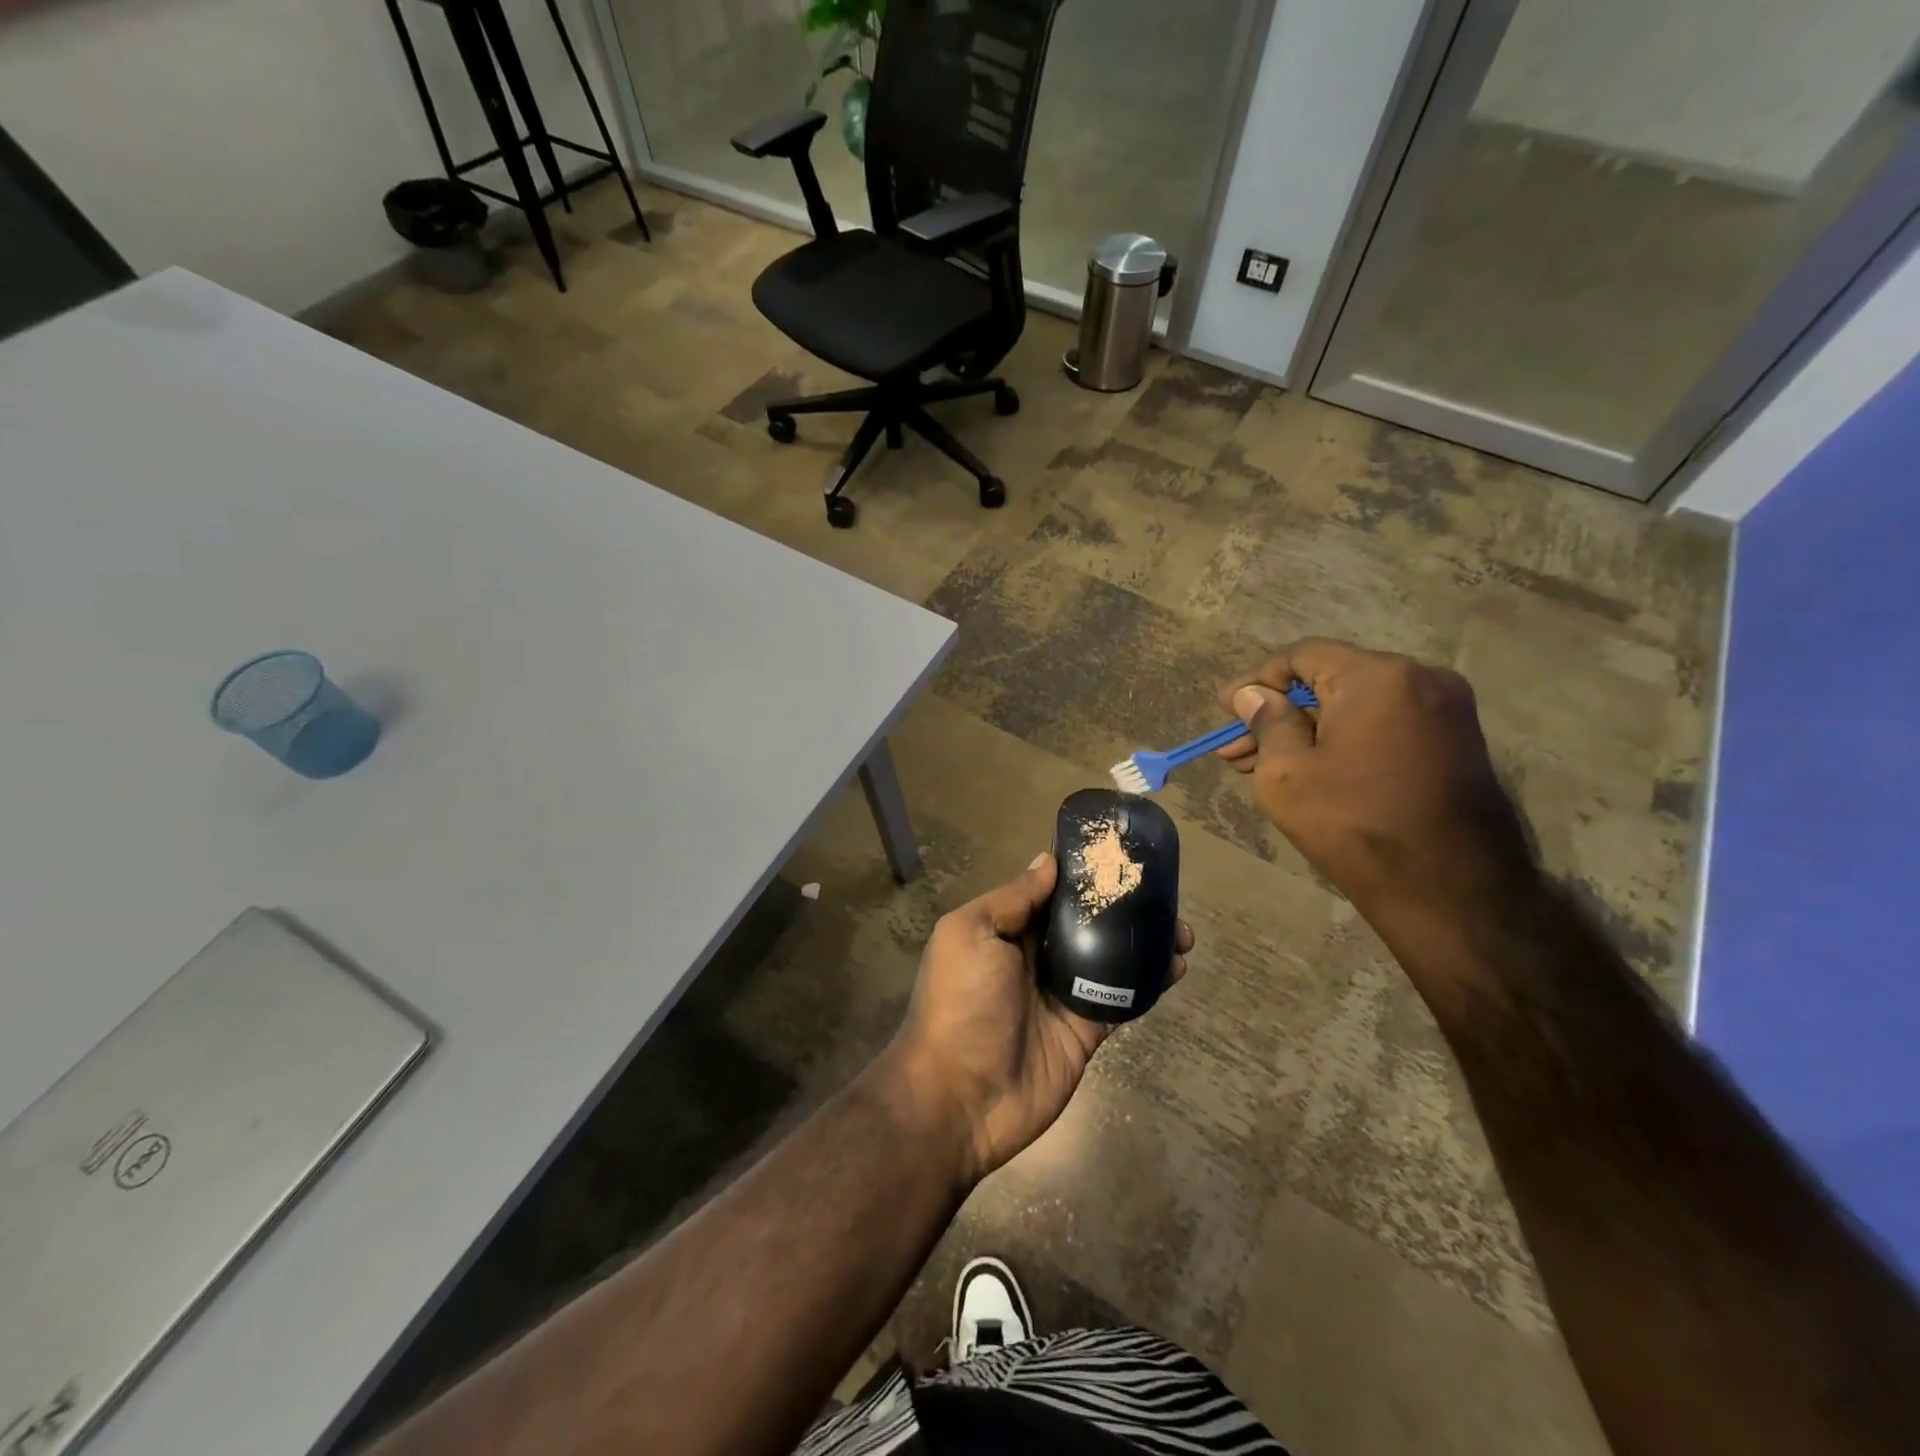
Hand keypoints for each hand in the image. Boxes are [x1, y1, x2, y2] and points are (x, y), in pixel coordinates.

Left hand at [885, 853, 1191, 1185]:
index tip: (1119, 854)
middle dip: (1122, 907)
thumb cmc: (960, 1002)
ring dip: (1144, 943)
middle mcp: (1037, 957)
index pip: (1051, 893)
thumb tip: (1048, 860)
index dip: (1082, 875)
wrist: (961, 1096)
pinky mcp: (1087, 1028)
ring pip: (1112, 958)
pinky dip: (1150, 982)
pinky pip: (1123, 999)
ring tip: (1181, 930)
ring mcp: (1064, 994)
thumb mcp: (970, 934)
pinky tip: (1176, 966)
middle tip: (1162, 892)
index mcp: (1007, 930)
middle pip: (1087, 923)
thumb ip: (1012, 899)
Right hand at [1217, 639, 1535, 941]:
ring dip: (1307, 731)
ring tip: (1259, 766)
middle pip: (1331, 681)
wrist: (1452, 891)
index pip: (1303, 655)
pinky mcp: (1456, 744)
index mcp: (1379, 676)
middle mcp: (1422, 679)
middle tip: (1235, 748)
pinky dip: (1343, 741)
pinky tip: (1309, 771)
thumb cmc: (1355, 824)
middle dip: (1278, 714)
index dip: (1257, 680)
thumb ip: (1267, 723)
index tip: (1225, 709)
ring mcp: (1446, 712)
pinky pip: (1384, 727)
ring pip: (1356, 707)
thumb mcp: (1287, 774)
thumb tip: (1253, 696)